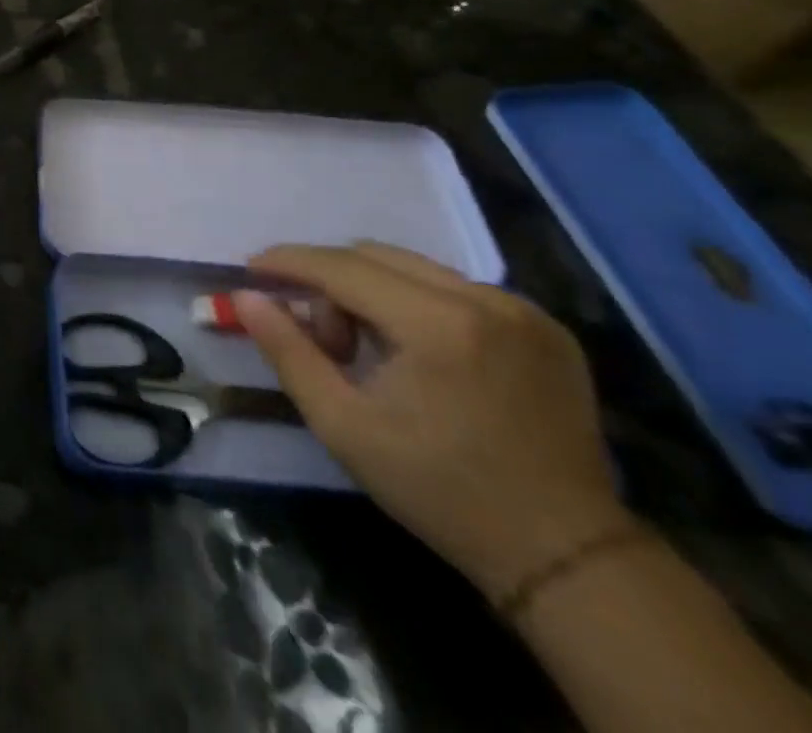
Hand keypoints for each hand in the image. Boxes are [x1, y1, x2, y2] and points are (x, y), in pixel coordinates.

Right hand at [235, 242, 628, 601]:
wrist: (566, 555)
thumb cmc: (439, 490)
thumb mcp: (343, 425)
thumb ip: (288, 351)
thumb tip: (245, 297)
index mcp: (438, 325)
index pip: (341, 267)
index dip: (288, 261)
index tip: (251, 269)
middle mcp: (485, 300)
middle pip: (375, 256)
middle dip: (329, 281)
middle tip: (317, 333)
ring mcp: (523, 311)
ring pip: (414, 268)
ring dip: (370, 290)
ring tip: (366, 347)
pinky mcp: (545, 327)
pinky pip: (454, 288)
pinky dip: (415, 302)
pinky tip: (415, 351)